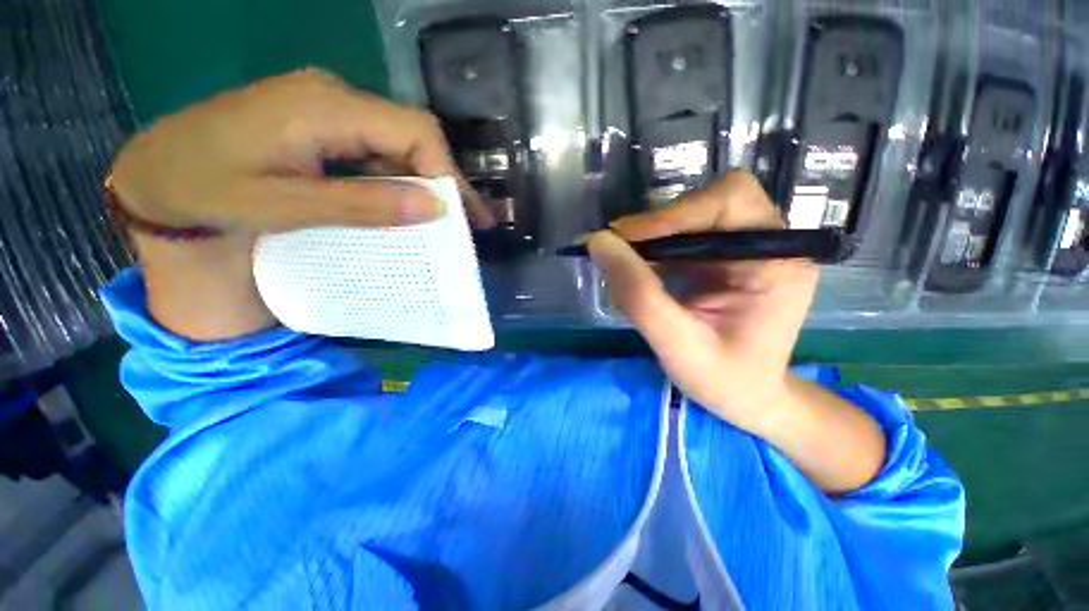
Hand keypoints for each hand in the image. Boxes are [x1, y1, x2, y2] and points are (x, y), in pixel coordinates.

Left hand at [110, 69, 490, 340]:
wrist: (153, 175)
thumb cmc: (203, 190)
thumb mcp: (282, 205)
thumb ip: (361, 204)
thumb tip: (434, 207)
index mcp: (325, 108)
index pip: (415, 131)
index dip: (448, 174)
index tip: (464, 218)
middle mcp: (335, 98)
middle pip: (413, 136)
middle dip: (447, 182)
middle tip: (471, 224)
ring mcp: (329, 110)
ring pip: (400, 144)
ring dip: (428, 184)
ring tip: (449, 223)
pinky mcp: (323, 126)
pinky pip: (378, 152)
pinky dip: (402, 182)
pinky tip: (409, 207)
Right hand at [589, 171, 814, 431]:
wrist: (746, 398)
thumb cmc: (723, 380)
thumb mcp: (676, 343)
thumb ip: (638, 293)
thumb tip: (598, 242)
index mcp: (777, 262)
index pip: (729, 201)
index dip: (674, 213)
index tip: (625, 239)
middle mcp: (766, 245)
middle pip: (705, 203)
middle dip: (657, 227)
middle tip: (617, 252)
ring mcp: (743, 250)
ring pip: (687, 220)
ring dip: (649, 242)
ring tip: (623, 273)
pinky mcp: (721, 260)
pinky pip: (680, 240)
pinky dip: (651, 254)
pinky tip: (637, 279)